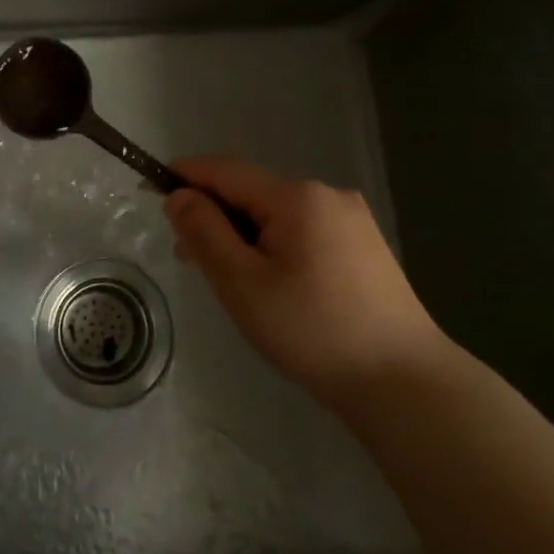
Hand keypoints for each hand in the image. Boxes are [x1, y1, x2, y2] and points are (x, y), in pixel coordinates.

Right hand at [164, 157, 445, 401]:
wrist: (404, 383)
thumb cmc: (313, 331)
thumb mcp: (243, 284)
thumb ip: (204, 233)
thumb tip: (179, 196)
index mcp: (296, 196)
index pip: (225, 170)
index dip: (184, 176)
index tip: (149, 188)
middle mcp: (327, 194)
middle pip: (252, 191)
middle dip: (214, 214)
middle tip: (188, 259)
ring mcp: (351, 219)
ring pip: (277, 212)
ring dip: (243, 233)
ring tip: (228, 278)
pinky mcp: (364, 245)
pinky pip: (303, 229)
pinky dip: (273, 244)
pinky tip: (271, 283)